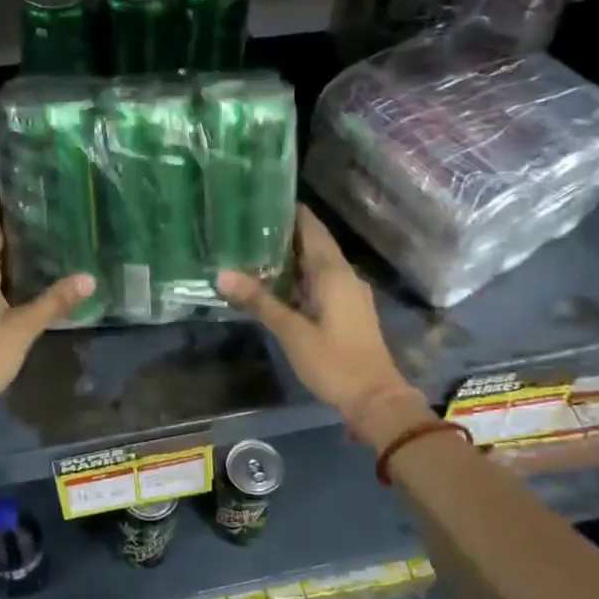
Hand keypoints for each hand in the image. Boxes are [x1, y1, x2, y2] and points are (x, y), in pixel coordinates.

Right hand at [216, 206, 427, 444]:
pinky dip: (300, 276)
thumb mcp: (291, 332)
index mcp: (333, 272)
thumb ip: (259, 301)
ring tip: (254, 249)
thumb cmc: (334, 362)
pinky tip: (278, 283)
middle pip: (314, 243)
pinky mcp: (348, 310)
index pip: (311, 227)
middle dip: (284, 233)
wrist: (376, 399)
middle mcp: (344, 275)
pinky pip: (321, 282)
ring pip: (317, 264)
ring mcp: (349, 293)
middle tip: (247, 225)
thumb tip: (222, 275)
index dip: (290, 211)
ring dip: (291, 256)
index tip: (260, 200)